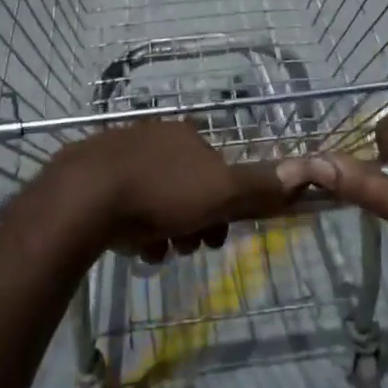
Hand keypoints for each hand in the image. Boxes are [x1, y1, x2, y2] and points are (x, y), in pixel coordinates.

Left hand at [17, 121, 294, 263]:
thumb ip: (259, 186)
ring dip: (164, 229)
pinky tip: (130, 243)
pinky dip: (133, 226)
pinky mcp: (92, 173)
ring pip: (156, 199)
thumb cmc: (161, 193)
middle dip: (192, 223)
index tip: (216, 238)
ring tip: (155, 251)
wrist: (85, 196)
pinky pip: (124, 204)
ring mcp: (121, 152)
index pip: (219, 173)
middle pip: (188, 188)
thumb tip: (302, 173)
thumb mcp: (221, 192)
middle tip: (186, 248)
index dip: (224, 208)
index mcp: (188, 136)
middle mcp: (156, 137)